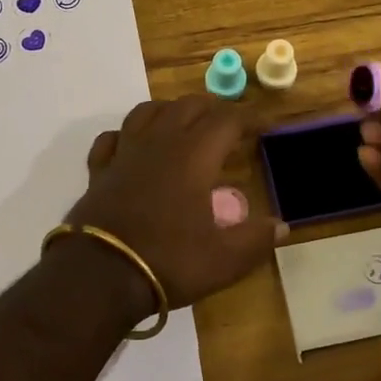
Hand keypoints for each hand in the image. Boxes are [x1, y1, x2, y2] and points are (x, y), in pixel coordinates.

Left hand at [65, 96, 285, 309]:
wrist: (99, 275)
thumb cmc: (168, 261)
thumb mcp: (223, 260)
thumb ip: (255, 240)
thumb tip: (281, 226)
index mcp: (194, 155)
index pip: (226, 120)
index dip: (249, 117)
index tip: (264, 125)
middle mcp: (159, 143)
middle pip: (187, 105)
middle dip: (213, 108)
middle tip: (228, 124)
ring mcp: (125, 153)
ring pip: (147, 111)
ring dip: (170, 110)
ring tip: (183, 123)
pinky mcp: (99, 170)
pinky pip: (112, 137)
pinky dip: (127, 134)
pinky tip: (132, 145)